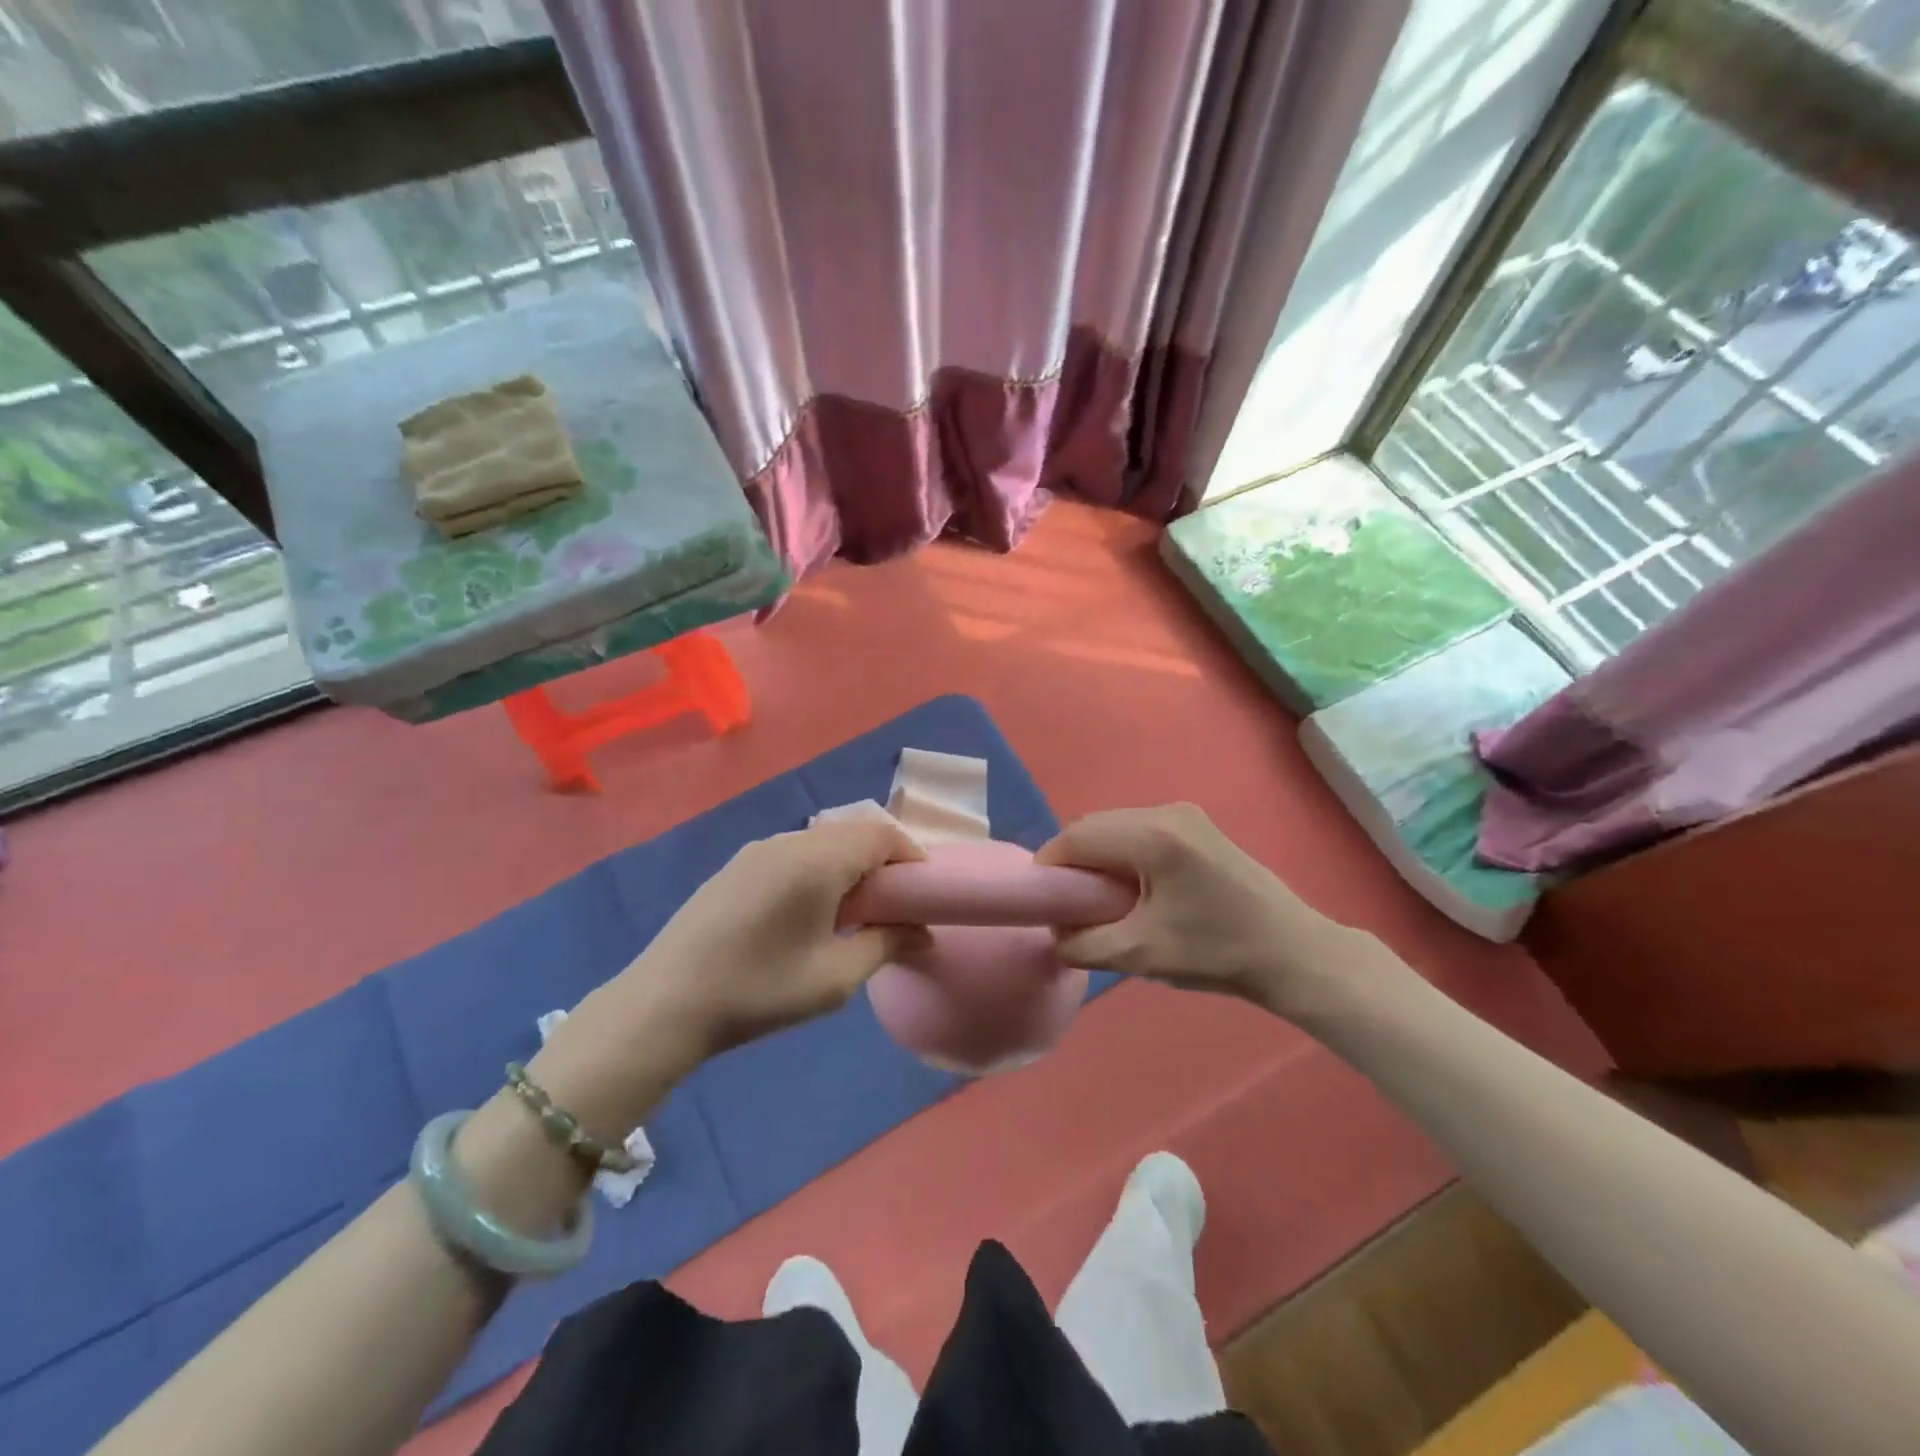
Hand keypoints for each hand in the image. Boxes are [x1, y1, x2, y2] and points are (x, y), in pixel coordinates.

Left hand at [606, 819, 927, 1059]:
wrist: (664, 1004)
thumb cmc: (760, 989)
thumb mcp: (835, 977)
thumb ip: (885, 944)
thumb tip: (921, 932)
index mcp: (818, 859)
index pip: (881, 834)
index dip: (911, 856)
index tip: (923, 893)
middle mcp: (789, 841)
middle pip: (852, 834)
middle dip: (882, 862)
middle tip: (892, 907)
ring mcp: (757, 851)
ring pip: (821, 843)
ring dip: (848, 866)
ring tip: (853, 912)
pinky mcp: (735, 867)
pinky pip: (792, 854)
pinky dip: (817, 871)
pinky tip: (808, 913)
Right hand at [1035, 803, 1353, 1012]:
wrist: (1293, 952)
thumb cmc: (1217, 953)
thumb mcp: (1140, 954)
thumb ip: (1083, 943)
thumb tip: (1054, 932)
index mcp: (1152, 836)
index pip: (1076, 837)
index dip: (1050, 866)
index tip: (1042, 901)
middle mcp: (1165, 811)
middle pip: (1094, 826)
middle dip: (1072, 861)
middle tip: (1067, 903)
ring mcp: (1184, 814)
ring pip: (1116, 826)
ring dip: (1097, 857)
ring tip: (1098, 899)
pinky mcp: (1196, 826)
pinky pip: (1139, 830)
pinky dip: (1122, 853)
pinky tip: (1131, 888)